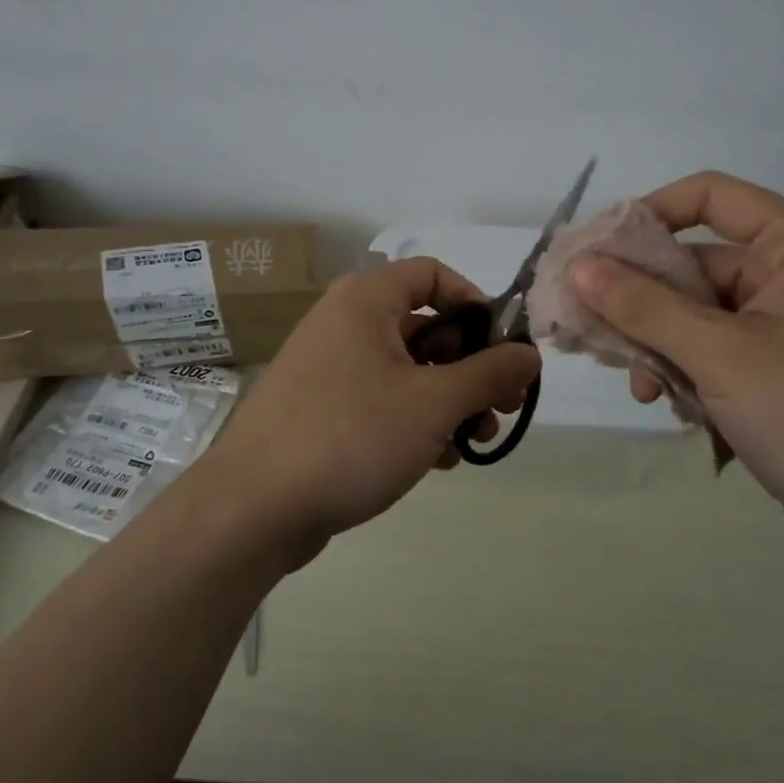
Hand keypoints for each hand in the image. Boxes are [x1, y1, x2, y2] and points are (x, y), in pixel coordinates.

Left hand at [205, 257, 540, 560]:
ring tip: (475, 441)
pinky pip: (382, 400)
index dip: (476, 305)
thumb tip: (531, 353)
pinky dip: (415, 421)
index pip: (434, 274)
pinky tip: (437, 460)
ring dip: (449, 401)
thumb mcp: (434, 402)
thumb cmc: (351, 436)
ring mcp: (330, 368)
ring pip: (408, 369)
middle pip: (426, 327)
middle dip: (471, 367)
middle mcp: (345, 322)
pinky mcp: (322, 409)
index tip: (504, 349)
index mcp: (366, 300)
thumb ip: (490, 373)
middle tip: (501, 407)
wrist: (253, 508)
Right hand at [569, 172, 783, 571]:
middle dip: (639, 299)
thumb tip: (578, 265)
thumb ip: (643, 306)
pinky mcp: (778, 368)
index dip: (646, 215)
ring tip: (637, 385)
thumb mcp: (720, 355)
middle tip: (585, 327)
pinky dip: (685, 371)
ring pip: (695, 312)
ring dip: (657, 344)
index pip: (708, 196)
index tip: (593, 253)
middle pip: (693, 262)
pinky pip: (712, 349)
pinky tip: (668, 405)